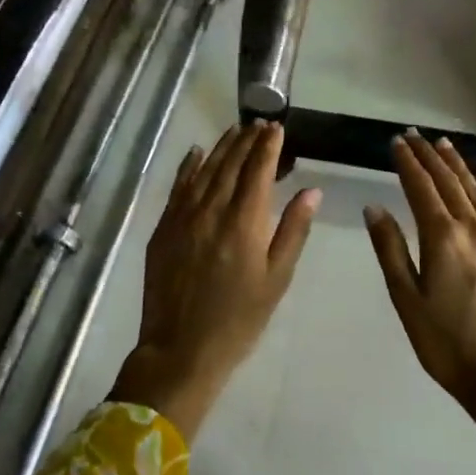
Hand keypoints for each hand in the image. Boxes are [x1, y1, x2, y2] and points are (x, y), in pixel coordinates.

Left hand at [110, 121, 319, 439]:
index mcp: (243, 223)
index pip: (257, 171)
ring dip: (221, 147)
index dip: (268, 146)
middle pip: (230, 164)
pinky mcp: (163, 228)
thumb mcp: (276, 279)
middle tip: (260, 124)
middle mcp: (211, 211)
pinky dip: (189, 166)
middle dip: (247, 141)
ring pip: (203, 170)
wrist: (181, 350)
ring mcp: (182, 218)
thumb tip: (311, 191)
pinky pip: (178, 187)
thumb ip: (293, 231)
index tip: (277, 128)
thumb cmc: (239, 320)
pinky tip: (196, 152)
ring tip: (236, 131)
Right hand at [364, 132, 475, 406]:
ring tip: (445, 145)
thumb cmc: (448, 344)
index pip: (420, 188)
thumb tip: (374, 208)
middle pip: (449, 183)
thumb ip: (390, 250)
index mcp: (442, 238)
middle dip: (430, 156)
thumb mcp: (407, 300)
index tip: (396, 142)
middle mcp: (474, 229)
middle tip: (416, 135)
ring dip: (459, 165)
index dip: (407, 163)